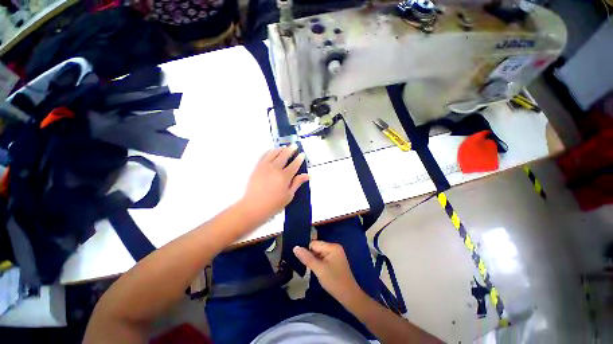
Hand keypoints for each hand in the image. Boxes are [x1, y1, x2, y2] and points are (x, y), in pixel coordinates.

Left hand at [238, 144, 308, 225]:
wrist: (253, 207)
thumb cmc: (273, 204)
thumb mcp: (289, 195)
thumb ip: (297, 182)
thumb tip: (308, 175)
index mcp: (284, 176)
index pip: (295, 164)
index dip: (299, 158)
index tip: (302, 154)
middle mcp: (275, 168)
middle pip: (284, 155)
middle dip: (290, 149)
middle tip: (294, 145)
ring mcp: (265, 166)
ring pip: (274, 152)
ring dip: (280, 148)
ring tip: (284, 147)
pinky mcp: (257, 167)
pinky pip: (264, 155)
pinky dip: (269, 151)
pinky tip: (271, 151)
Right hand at [293, 241, 362, 304]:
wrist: (349, 297)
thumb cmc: (334, 281)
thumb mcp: (319, 269)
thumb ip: (307, 258)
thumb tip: (295, 247)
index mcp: (332, 246)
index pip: (314, 244)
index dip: (307, 252)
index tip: (302, 261)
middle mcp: (334, 247)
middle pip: (316, 247)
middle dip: (311, 256)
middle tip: (308, 267)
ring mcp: (335, 254)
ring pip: (319, 253)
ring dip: (314, 260)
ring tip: (312, 269)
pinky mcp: (335, 260)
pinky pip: (323, 258)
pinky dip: (318, 263)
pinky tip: (317, 270)